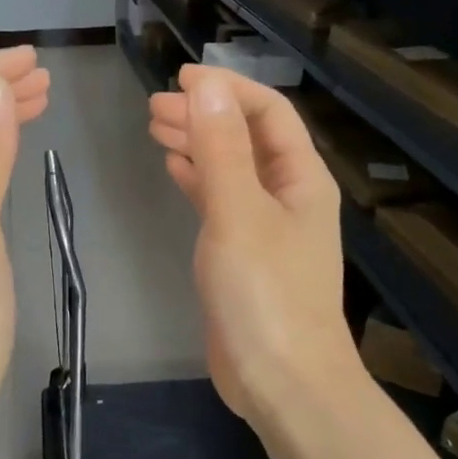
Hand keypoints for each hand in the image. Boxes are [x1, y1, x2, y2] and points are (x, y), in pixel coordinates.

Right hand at [148, 65, 356, 423]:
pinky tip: (174, 168)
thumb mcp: (238, 212)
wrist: (281, 380)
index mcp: (301, 179)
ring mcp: (266, 229)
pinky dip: (197, 181)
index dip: (228, 89)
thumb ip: (221, 148)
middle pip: (247, 138)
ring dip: (198, 144)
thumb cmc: (264, 293)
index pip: (269, 113)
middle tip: (155, 105)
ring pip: (230, 170)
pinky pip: (220, 204)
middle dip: (206, 115)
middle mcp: (288, 197)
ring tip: (156, 127)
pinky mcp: (243, 257)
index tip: (181, 77)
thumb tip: (208, 86)